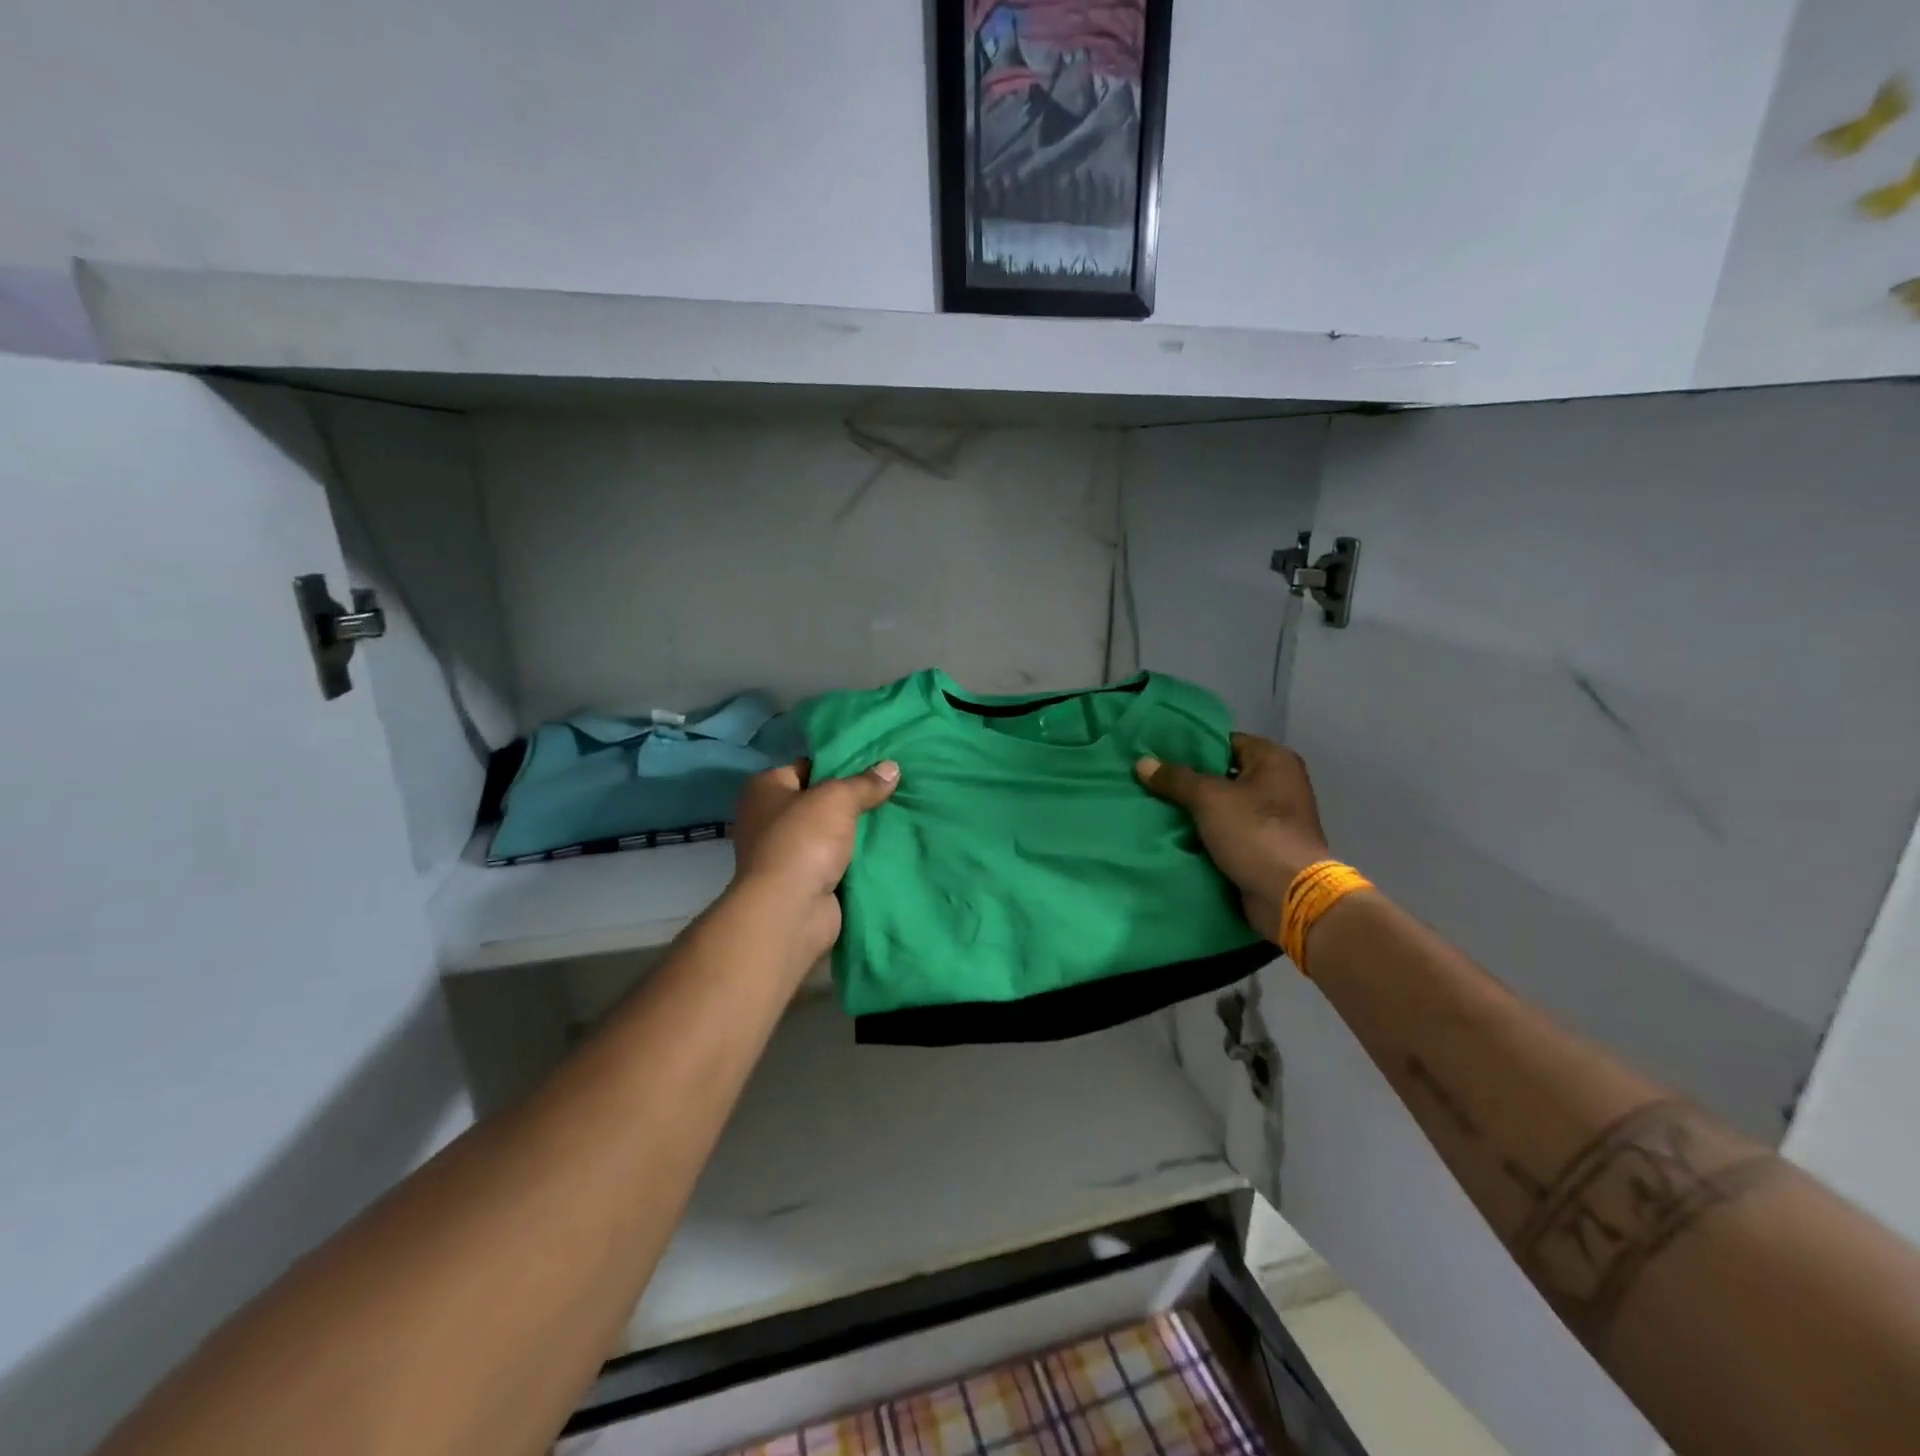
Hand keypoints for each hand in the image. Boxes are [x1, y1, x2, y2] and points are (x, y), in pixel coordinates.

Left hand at [728, 758, 899, 958]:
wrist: (790, 911)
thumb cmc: (803, 840)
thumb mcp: (838, 799)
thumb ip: (865, 783)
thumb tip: (891, 767)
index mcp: (764, 789)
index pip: (806, 766)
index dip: (839, 764)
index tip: (874, 765)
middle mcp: (768, 818)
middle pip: (819, 801)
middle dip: (852, 800)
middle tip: (891, 790)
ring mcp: (784, 853)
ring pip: (830, 833)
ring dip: (855, 832)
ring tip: (896, 816)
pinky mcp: (802, 881)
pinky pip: (835, 861)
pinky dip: (855, 859)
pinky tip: (886, 848)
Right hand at [1136, 734, 1329, 942]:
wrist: (1288, 896)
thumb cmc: (1255, 833)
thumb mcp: (1209, 799)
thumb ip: (1175, 778)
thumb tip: (1142, 763)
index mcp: (1274, 760)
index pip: (1224, 741)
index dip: (1191, 747)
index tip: (1157, 754)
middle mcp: (1277, 783)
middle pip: (1221, 774)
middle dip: (1187, 780)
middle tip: (1149, 780)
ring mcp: (1272, 817)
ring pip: (1220, 805)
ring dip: (1192, 809)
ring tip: (1152, 805)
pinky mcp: (1262, 846)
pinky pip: (1225, 831)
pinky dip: (1203, 833)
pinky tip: (1170, 832)